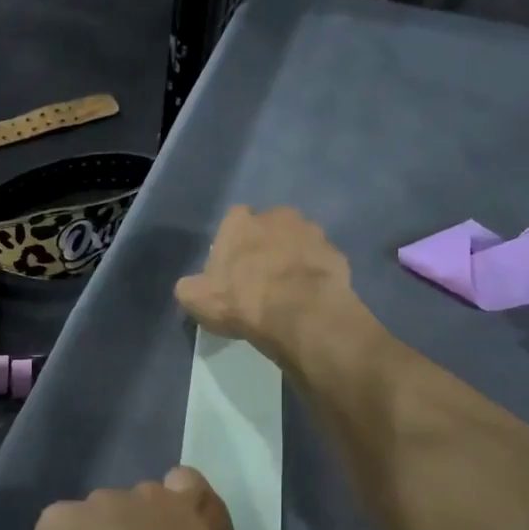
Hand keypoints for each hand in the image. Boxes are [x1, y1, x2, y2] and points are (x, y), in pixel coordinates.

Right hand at [175, 206, 355, 366]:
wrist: (300, 313)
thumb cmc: (243, 300)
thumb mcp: (197, 299)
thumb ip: (190, 287)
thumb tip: (191, 287)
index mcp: (240, 221)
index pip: (233, 222)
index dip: (233, 246)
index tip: (234, 271)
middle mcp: (278, 216)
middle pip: (270, 228)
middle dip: (268, 247)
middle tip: (263, 280)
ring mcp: (313, 233)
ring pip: (300, 242)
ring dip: (295, 259)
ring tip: (291, 291)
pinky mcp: (337, 255)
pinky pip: (323, 264)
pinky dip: (318, 276)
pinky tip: (312, 299)